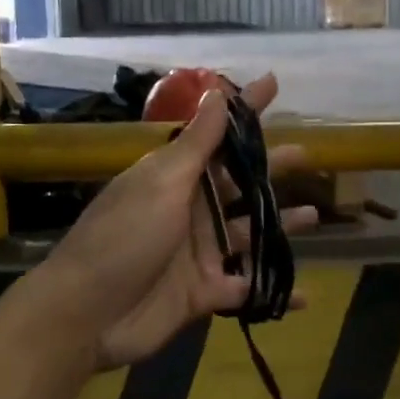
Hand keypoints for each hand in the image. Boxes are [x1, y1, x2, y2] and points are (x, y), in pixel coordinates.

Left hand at [45, 72, 317, 369]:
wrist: (85, 314)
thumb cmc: (123, 238)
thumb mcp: (162, 184)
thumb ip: (197, 144)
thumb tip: (218, 91)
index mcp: (175, 177)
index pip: (217, 135)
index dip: (245, 110)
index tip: (273, 84)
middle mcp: (189, 210)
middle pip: (239, 184)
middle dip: (272, 168)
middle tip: (309, 155)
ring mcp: (198, 253)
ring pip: (249, 234)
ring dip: (279, 226)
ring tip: (314, 216)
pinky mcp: (203, 293)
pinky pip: (246, 288)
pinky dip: (272, 290)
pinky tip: (304, 292)